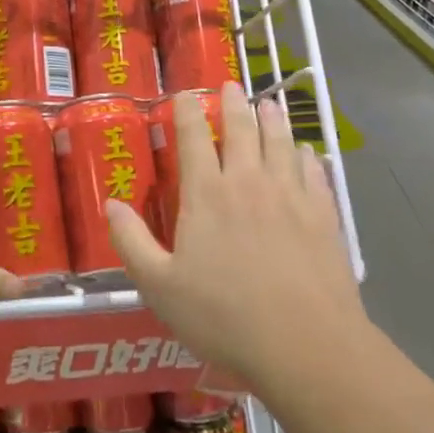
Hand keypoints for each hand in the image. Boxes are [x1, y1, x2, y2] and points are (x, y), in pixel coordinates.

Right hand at [105, 81, 368, 383]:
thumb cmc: (224, 316)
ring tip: (268, 104)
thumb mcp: (159, 286)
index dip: (187, 111)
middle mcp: (249, 182)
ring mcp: (290, 196)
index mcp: (206, 194)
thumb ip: (131, 242)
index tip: (185, 94)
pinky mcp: (323, 217)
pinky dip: (308, 157)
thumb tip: (110, 203)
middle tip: (231, 85)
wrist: (306, 346)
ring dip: (272, 120)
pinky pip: (314, 174)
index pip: (193, 138)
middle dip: (233, 104)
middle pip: (242, 130)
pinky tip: (307, 153)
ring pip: (281, 144)